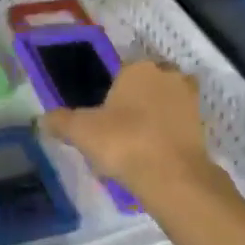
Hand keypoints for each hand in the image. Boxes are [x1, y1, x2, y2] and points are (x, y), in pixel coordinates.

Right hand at [41, 60, 214, 198]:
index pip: (120, 72)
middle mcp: (168, 76)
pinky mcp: (202, 127)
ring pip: (162, 107)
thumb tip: (42, 119)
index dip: (109, 95)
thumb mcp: (80, 131)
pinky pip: (175, 128)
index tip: (100, 119)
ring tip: (131, 150)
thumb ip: (60, 121)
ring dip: (150, 122)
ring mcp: (190, 101)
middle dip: (133, 105)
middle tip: (115, 133)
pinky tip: (148, 159)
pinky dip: (164, 139)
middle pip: (144, 88)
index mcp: (139, 68)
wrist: (172, 176)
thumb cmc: (123, 141)